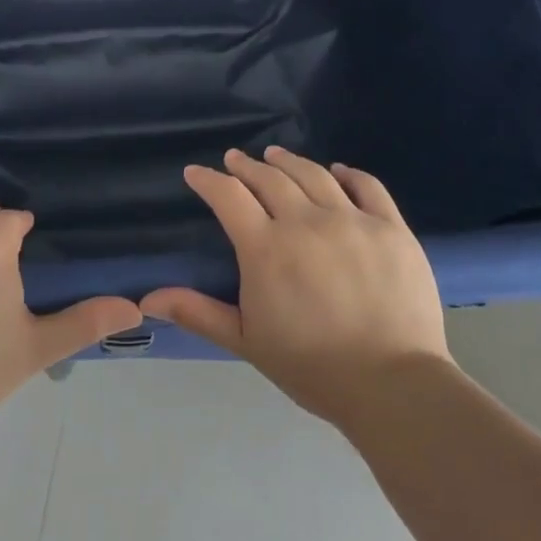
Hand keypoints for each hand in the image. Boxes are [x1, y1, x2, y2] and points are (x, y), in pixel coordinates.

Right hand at [140, 149, 452, 426]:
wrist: (392, 385)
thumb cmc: (311, 367)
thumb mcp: (246, 341)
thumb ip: (197, 313)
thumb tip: (148, 298)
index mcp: (266, 248)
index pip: (228, 196)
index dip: (208, 180)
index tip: (196, 172)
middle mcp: (306, 222)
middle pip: (270, 178)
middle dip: (246, 165)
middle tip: (235, 159)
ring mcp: (352, 220)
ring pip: (314, 175)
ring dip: (289, 162)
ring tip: (276, 155)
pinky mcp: (391, 227)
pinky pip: (368, 187)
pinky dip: (349, 173)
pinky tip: (338, 170)